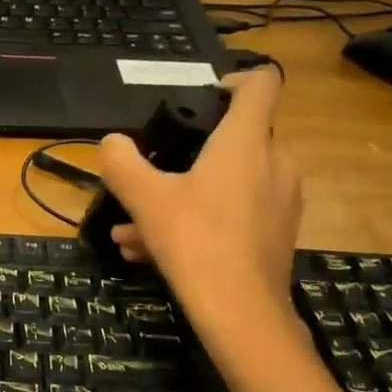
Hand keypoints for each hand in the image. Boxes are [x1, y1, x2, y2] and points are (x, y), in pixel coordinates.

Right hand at [96, 68, 302, 344]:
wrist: (241, 312)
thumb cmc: (195, 241)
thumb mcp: (144, 199)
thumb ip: (123, 163)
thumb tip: (112, 143)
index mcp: (246, 142)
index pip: (260, 84)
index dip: (234, 79)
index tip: (203, 96)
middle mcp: (273, 163)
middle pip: (234, 140)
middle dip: (186, 156)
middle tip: (149, 178)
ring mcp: (279, 201)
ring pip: (225, 185)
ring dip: (179, 198)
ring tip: (132, 229)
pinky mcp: (275, 234)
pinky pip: (232, 215)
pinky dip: (196, 223)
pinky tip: (150, 253)